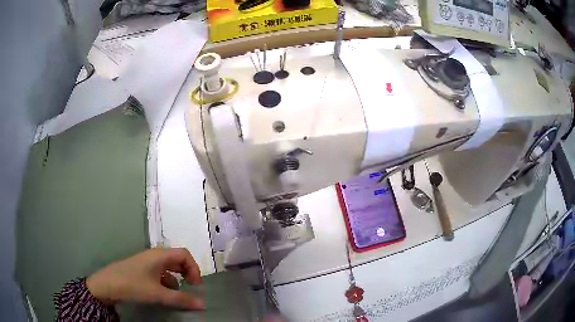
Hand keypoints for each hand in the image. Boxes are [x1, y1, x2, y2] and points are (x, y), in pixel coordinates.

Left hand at [86, 248, 203, 309]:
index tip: (196, 286)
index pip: (184, 254)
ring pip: (168, 268)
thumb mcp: (158, 294)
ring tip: (178, 295)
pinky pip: (160, 273)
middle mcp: (154, 256)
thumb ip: (181, 299)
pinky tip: (164, 294)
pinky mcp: (141, 271)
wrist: (106, 285)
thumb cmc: (133, 285)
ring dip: (177, 279)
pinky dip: (167, 282)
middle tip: (191, 289)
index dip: (194, 268)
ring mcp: (147, 263)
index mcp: (159, 255)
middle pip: (177, 260)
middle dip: (187, 274)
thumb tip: (202, 304)